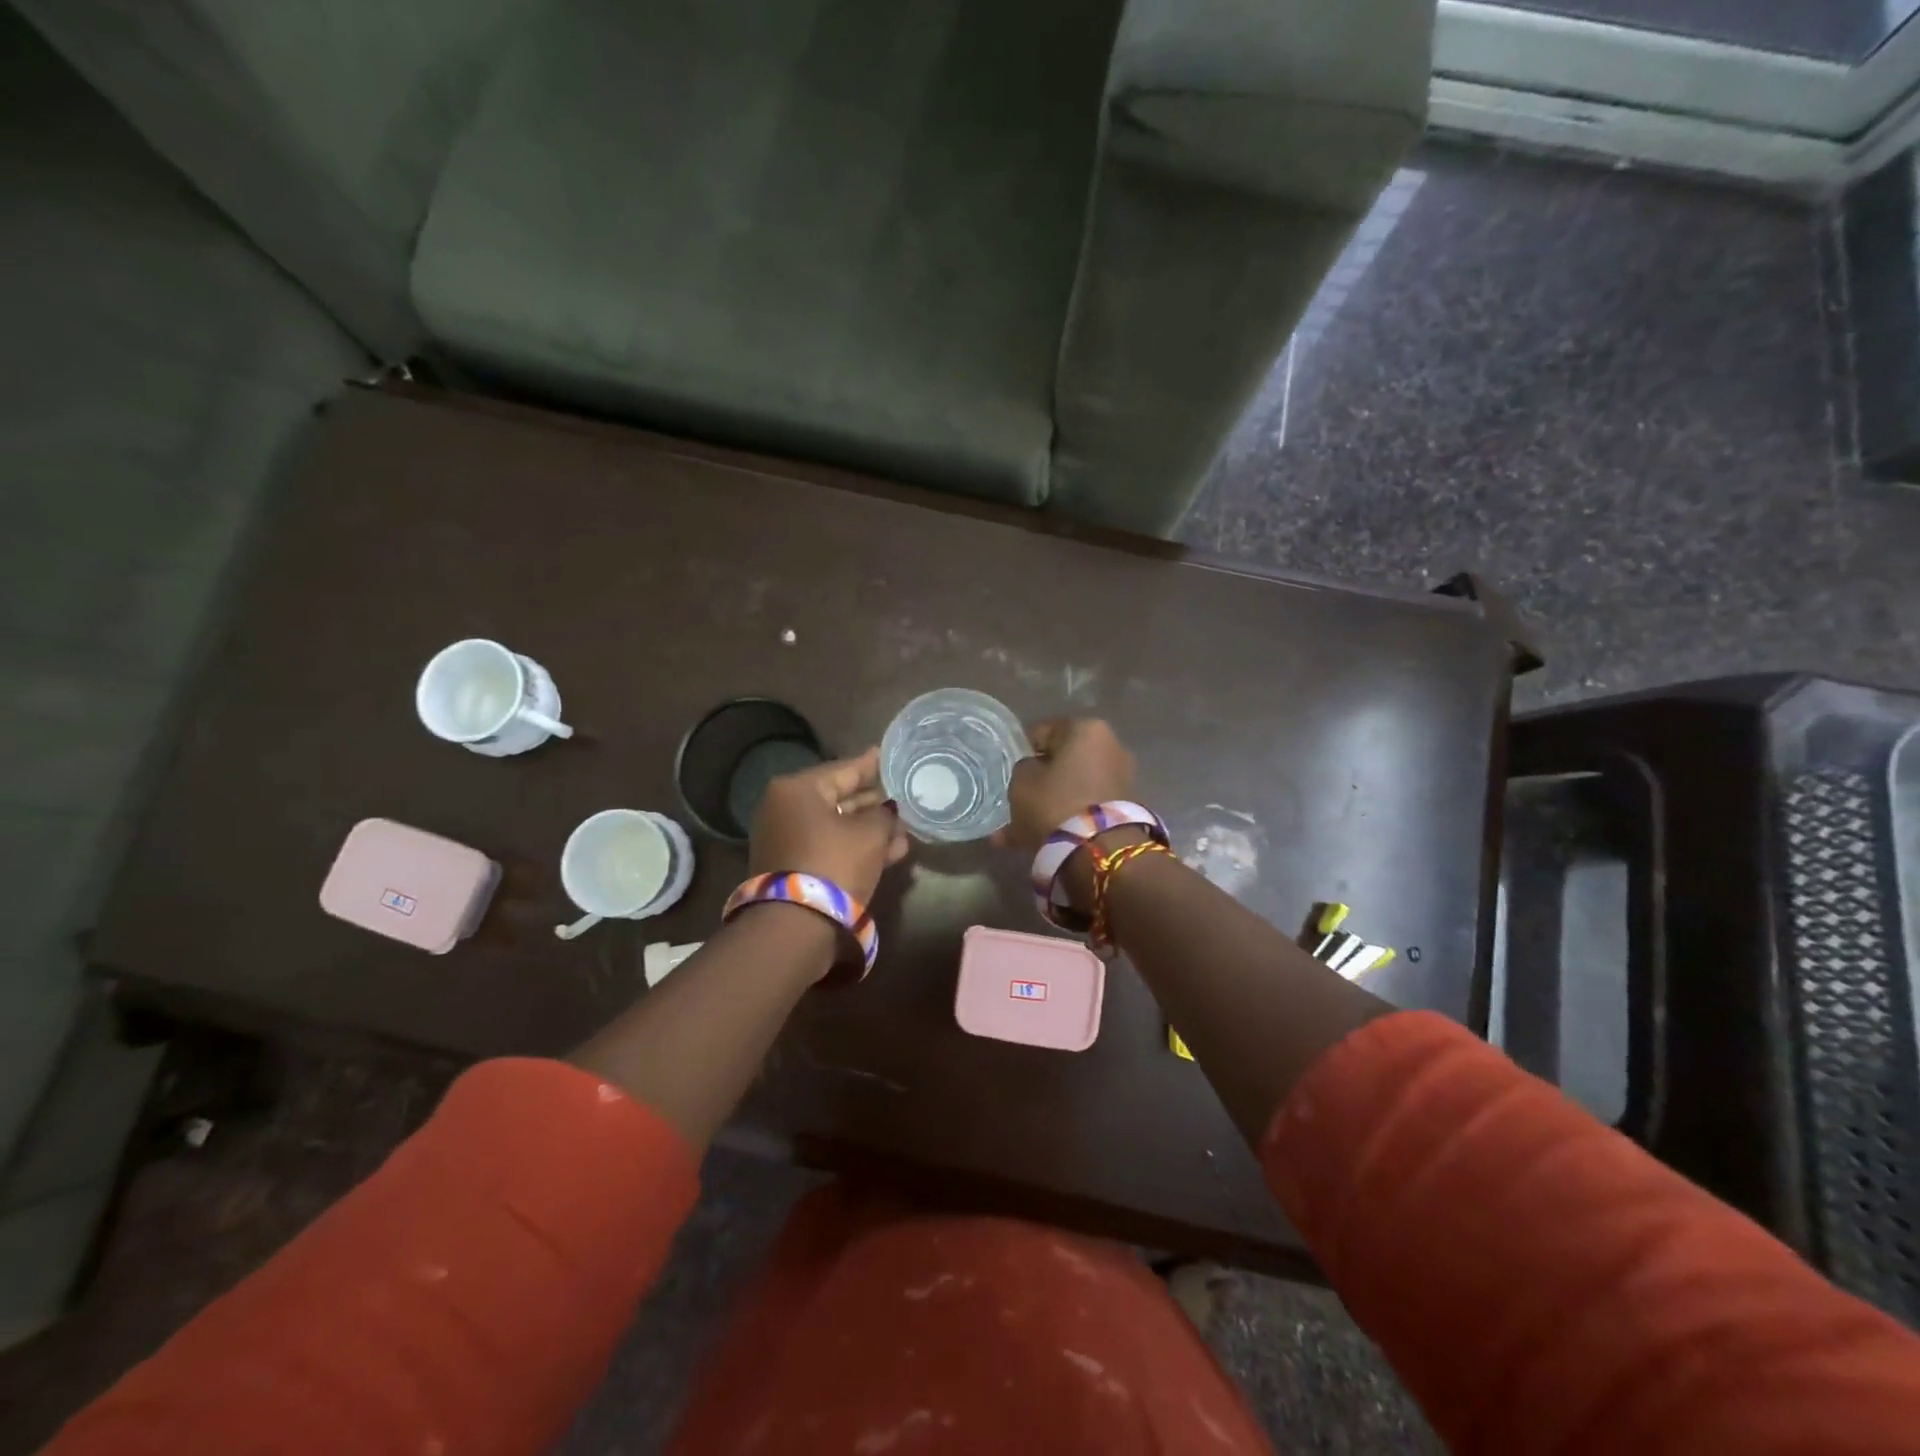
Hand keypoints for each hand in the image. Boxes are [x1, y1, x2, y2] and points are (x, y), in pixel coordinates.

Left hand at [749, 747, 908, 901]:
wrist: (796, 925)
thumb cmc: (834, 864)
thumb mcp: (870, 834)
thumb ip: (885, 814)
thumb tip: (888, 810)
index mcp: (796, 789)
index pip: (843, 769)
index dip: (871, 765)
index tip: (890, 757)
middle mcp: (784, 808)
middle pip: (838, 797)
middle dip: (873, 802)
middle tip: (902, 797)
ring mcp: (785, 838)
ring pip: (836, 826)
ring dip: (869, 828)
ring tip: (904, 829)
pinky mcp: (792, 865)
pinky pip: (829, 846)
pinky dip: (855, 847)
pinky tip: (891, 851)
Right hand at [996, 718, 1136, 851]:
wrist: (1100, 851)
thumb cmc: (1055, 803)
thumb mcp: (1021, 782)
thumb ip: (1024, 768)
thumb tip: (1034, 771)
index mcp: (1086, 729)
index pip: (1043, 732)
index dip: (1023, 751)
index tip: (1010, 771)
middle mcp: (1111, 746)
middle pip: (1063, 761)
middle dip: (1042, 780)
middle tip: (1019, 799)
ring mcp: (1122, 778)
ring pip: (1073, 787)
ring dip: (1052, 802)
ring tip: (1024, 828)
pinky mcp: (1126, 808)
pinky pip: (1086, 806)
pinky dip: (1067, 817)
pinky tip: (1040, 838)